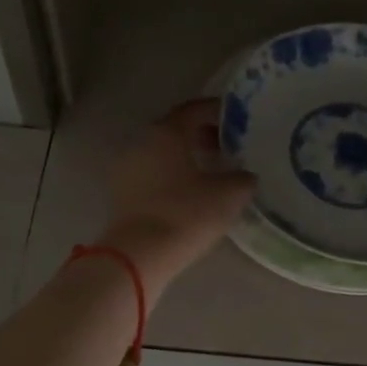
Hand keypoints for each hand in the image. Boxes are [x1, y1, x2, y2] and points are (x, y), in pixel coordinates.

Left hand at [100, 99, 255, 305]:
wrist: (139, 255)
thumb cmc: (186, 214)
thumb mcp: (229, 194)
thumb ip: (243, 178)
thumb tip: (245, 175)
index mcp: (166, 132)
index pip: (195, 109)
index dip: (218, 111)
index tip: (238, 119)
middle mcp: (142, 141)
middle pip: (176, 128)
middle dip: (202, 134)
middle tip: (228, 146)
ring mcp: (126, 166)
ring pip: (162, 151)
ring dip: (186, 155)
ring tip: (212, 170)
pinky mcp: (121, 191)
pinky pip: (151, 171)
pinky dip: (171, 173)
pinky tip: (190, 191)